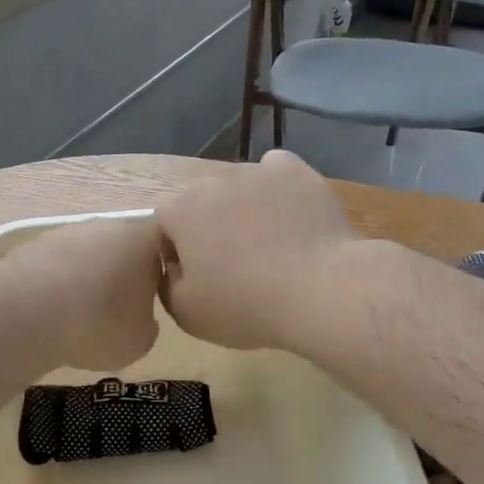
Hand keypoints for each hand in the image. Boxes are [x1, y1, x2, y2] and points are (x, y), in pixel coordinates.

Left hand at [9, 217, 163, 369]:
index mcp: (144, 240)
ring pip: (88, 257)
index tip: (154, 301)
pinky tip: (52, 313)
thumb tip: (140, 319)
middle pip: (123, 250)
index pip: (164, 248)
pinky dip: (58, 286)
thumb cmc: (98, 323)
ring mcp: (68, 232)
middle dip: (121, 277)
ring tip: (80, 318)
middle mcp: (108, 226)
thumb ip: (148, 325)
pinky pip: (57, 268)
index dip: (160, 274)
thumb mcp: (140, 341)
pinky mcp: (34, 244)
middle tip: (117, 313)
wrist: (27, 311)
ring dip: (88, 281)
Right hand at [157, 152, 357, 350]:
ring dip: (243, 208)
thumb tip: (173, 265)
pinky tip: (289, 215)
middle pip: (202, 199)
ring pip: (240, 186)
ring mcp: (258, 171)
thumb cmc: (245, 306)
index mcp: (181, 210)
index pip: (164, 217)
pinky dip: (278, 189)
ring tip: (268, 242)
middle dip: (209, 224)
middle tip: (231, 261)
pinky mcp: (298, 172)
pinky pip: (277, 172)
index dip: (175, 244)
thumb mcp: (186, 313)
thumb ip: (167, 282)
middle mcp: (214, 180)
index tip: (194, 271)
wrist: (320, 291)